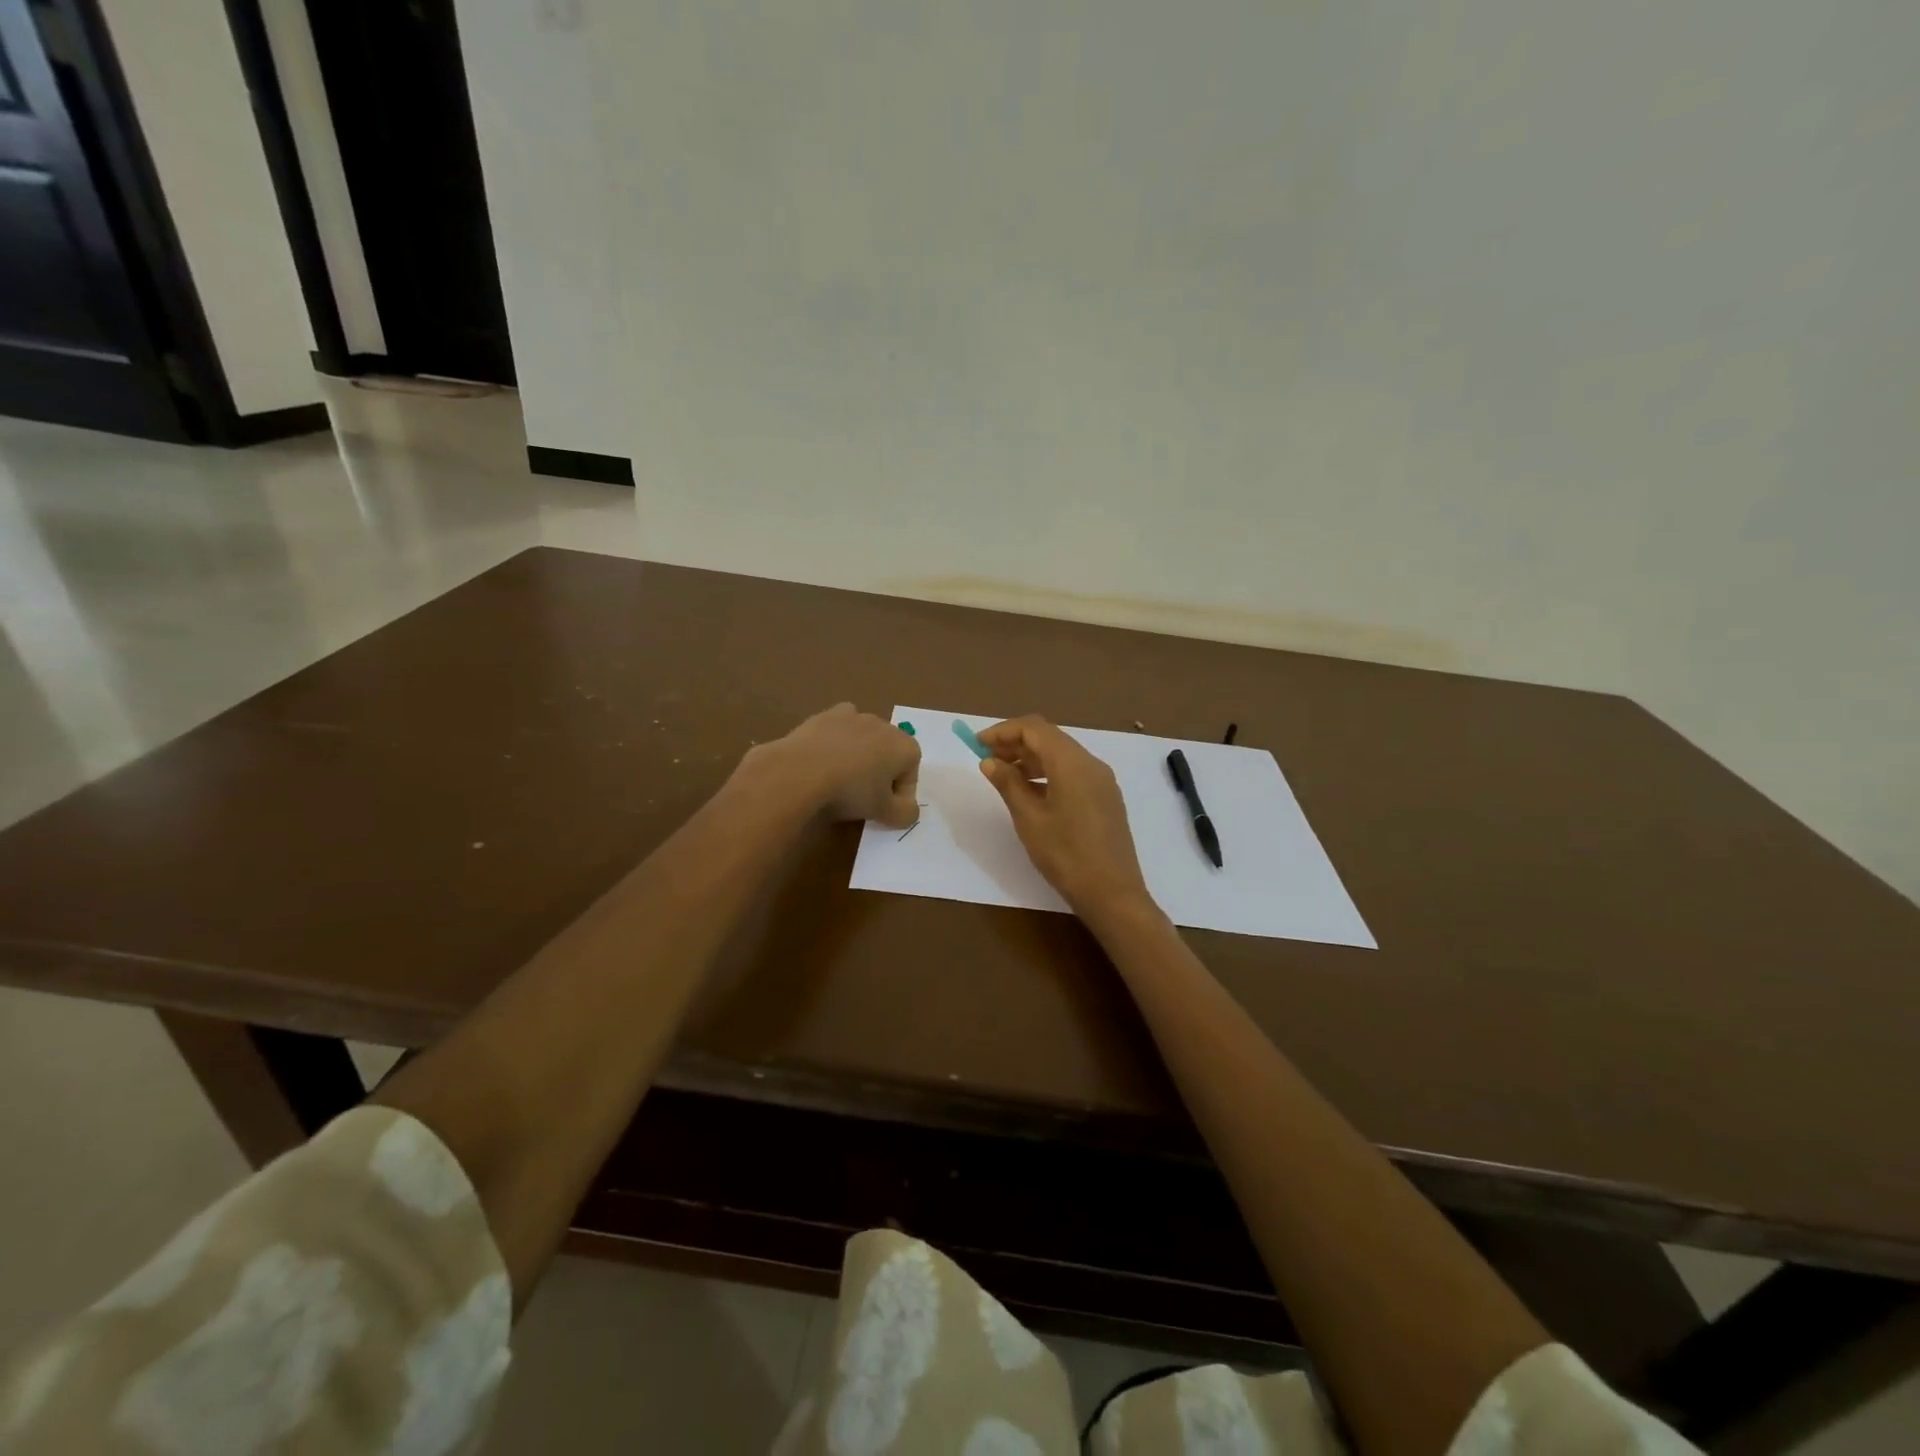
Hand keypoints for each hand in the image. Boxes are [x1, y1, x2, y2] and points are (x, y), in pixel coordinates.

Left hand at [744, 703, 920, 827]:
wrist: (801, 771)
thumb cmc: (851, 792)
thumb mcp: (885, 813)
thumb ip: (906, 814)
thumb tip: (909, 811)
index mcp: (904, 746)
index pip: (911, 772)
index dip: (901, 794)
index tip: (885, 810)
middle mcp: (884, 725)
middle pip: (889, 752)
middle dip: (881, 773)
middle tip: (863, 797)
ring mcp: (854, 716)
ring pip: (864, 739)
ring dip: (859, 756)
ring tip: (841, 778)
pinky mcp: (826, 715)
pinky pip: (839, 728)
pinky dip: (837, 741)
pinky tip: (824, 759)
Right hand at [977, 715, 1154, 920]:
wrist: (1112, 893)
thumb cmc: (1066, 855)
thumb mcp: (1029, 819)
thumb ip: (1009, 784)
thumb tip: (990, 761)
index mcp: (1072, 763)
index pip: (1034, 729)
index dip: (1003, 731)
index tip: (977, 744)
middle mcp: (1091, 763)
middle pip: (1049, 737)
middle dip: (1016, 743)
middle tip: (987, 759)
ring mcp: (1101, 781)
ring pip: (1062, 755)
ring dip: (1031, 758)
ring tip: (1005, 776)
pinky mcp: (1105, 797)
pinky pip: (1073, 772)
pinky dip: (1048, 772)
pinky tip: (1031, 793)